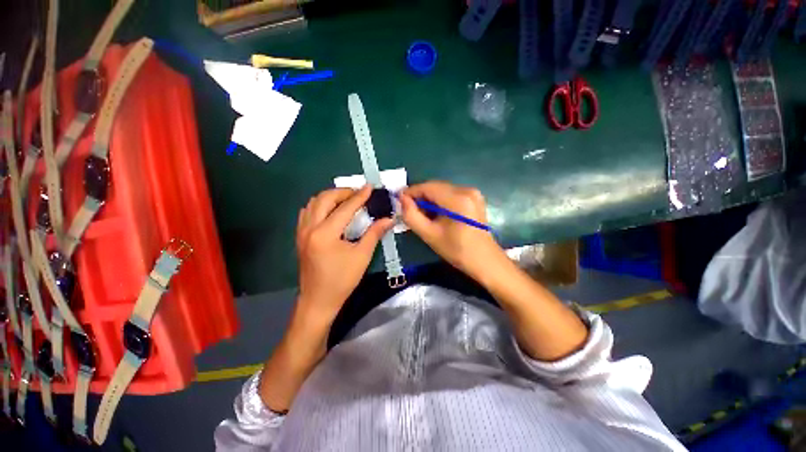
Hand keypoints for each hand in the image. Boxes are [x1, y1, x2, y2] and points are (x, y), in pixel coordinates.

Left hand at [296, 186, 393, 326]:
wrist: (318, 300)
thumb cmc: (342, 280)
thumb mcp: (362, 256)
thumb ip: (374, 233)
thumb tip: (389, 219)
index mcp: (325, 234)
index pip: (345, 208)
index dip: (359, 196)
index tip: (370, 187)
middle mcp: (309, 228)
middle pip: (324, 198)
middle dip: (343, 192)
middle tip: (358, 193)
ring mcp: (301, 232)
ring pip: (313, 203)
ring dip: (330, 197)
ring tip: (346, 200)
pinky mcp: (300, 236)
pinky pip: (307, 212)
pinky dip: (320, 205)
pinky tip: (331, 211)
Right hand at [399, 181, 503, 279]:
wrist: (485, 261)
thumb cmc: (457, 250)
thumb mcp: (429, 235)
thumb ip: (412, 216)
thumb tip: (402, 199)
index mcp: (457, 199)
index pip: (427, 187)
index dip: (411, 192)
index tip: (399, 202)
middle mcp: (466, 190)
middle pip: (435, 187)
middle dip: (420, 197)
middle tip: (409, 212)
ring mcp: (473, 193)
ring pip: (442, 190)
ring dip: (429, 200)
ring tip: (422, 216)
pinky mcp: (474, 198)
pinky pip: (450, 194)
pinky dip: (440, 202)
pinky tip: (436, 215)